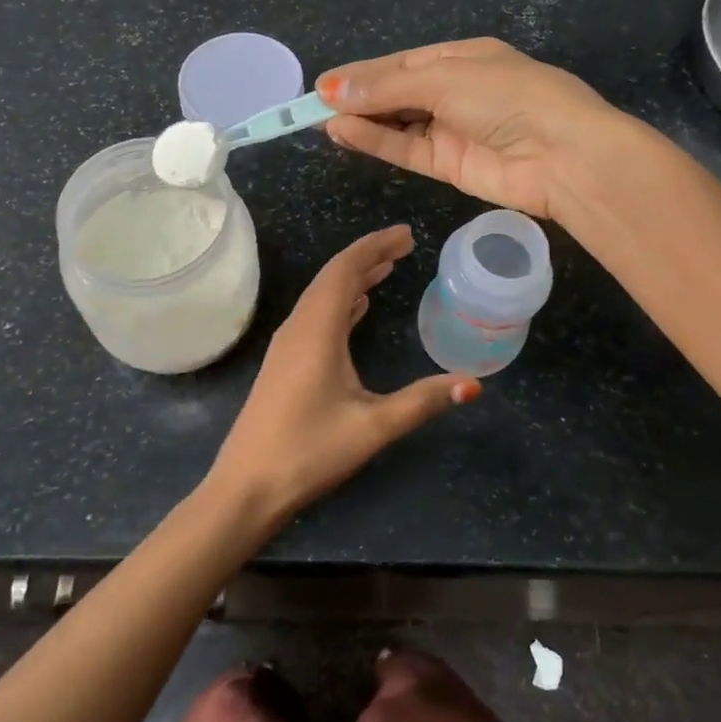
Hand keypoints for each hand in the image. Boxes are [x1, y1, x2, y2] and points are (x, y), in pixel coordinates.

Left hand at [205, 226, 479, 533]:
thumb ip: (422, 402)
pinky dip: (341, 301)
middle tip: (406, 246)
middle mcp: (299, 327)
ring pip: (323, 295)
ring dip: (354, 277)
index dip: (376, 246)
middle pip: (333, 276)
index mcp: (317, 329)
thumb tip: (473, 385)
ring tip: (388, 268)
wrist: (246, 486)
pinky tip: (357, 307)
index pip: (346, 269)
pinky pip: (316, 315)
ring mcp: (287, 344)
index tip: (408, 235)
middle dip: (369, 256)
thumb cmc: (309, 451)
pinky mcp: (284, 362)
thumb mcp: (373, 426)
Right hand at [318, 38, 622, 219]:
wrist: (563, 155)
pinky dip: (376, 142)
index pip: (401, 63)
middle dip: (358, 97)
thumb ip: (387, 86)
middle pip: (396, 93)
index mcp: (462, 57)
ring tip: (319, 120)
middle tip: (311, 105)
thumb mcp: (445, 77)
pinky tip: (344, 133)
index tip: (323, 84)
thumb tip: (331, 89)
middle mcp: (456, 91)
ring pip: (397, 123)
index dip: (362, 73)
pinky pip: (405, 149)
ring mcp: (453, 130)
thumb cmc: (508, 96)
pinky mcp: (450, 166)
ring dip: (362, 121)